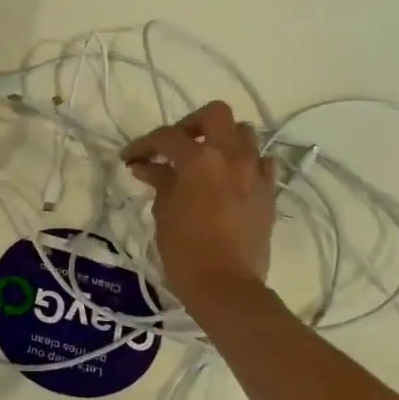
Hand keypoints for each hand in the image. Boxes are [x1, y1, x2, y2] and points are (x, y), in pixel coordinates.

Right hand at [121, 101, 276, 311]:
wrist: (226, 285)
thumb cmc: (185, 249)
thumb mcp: (164, 211)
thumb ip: (159, 181)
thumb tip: (147, 167)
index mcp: (200, 160)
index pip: (166, 137)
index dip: (143, 145)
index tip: (129, 158)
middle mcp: (231, 156)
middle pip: (215, 114)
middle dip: (190, 124)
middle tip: (174, 146)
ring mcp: (255, 173)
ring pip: (244, 133)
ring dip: (221, 139)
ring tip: (203, 160)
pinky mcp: (268, 192)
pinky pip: (261, 163)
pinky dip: (245, 163)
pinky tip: (230, 179)